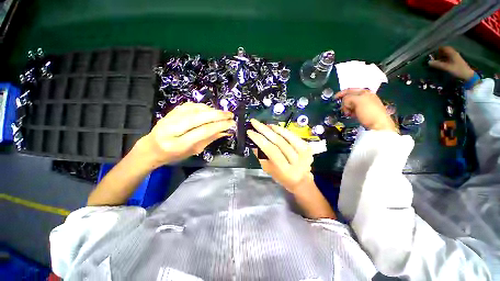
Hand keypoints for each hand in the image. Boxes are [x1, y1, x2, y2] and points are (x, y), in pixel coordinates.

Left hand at [137, 103, 234, 166]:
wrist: (152, 148)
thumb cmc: (175, 154)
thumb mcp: (194, 150)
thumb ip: (210, 139)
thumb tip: (226, 131)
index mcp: (179, 144)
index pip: (203, 131)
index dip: (220, 126)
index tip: (231, 123)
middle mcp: (173, 129)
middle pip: (199, 117)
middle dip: (218, 115)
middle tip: (230, 115)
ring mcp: (170, 118)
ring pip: (195, 109)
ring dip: (212, 110)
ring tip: (222, 114)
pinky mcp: (171, 111)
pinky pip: (190, 105)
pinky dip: (202, 106)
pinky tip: (210, 110)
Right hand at [247, 119, 313, 192]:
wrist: (301, 180)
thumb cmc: (281, 177)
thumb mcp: (268, 169)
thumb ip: (261, 155)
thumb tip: (254, 141)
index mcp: (284, 169)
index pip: (271, 150)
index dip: (259, 139)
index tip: (250, 132)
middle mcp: (296, 161)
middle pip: (279, 141)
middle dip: (264, 130)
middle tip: (255, 122)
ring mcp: (304, 153)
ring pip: (287, 136)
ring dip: (274, 128)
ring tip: (264, 124)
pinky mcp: (307, 147)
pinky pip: (293, 135)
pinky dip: (283, 130)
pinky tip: (275, 127)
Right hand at [334, 88, 396, 131]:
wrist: (379, 125)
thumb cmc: (369, 112)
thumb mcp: (358, 101)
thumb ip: (348, 98)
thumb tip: (344, 101)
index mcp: (364, 92)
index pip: (349, 90)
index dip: (341, 93)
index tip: (334, 99)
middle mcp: (365, 97)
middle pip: (349, 97)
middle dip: (344, 103)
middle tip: (343, 109)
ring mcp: (365, 104)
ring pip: (350, 104)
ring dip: (346, 108)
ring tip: (347, 113)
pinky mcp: (364, 112)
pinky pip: (353, 110)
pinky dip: (350, 112)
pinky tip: (351, 115)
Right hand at [428, 46, 474, 80]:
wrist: (467, 76)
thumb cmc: (458, 70)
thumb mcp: (447, 67)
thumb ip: (438, 64)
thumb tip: (428, 62)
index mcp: (452, 53)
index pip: (444, 48)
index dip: (438, 49)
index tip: (432, 53)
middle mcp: (454, 54)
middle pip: (445, 51)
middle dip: (439, 54)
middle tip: (433, 58)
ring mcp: (456, 58)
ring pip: (447, 55)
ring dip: (441, 57)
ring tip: (436, 62)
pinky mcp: (456, 62)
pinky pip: (449, 59)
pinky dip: (444, 60)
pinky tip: (441, 64)